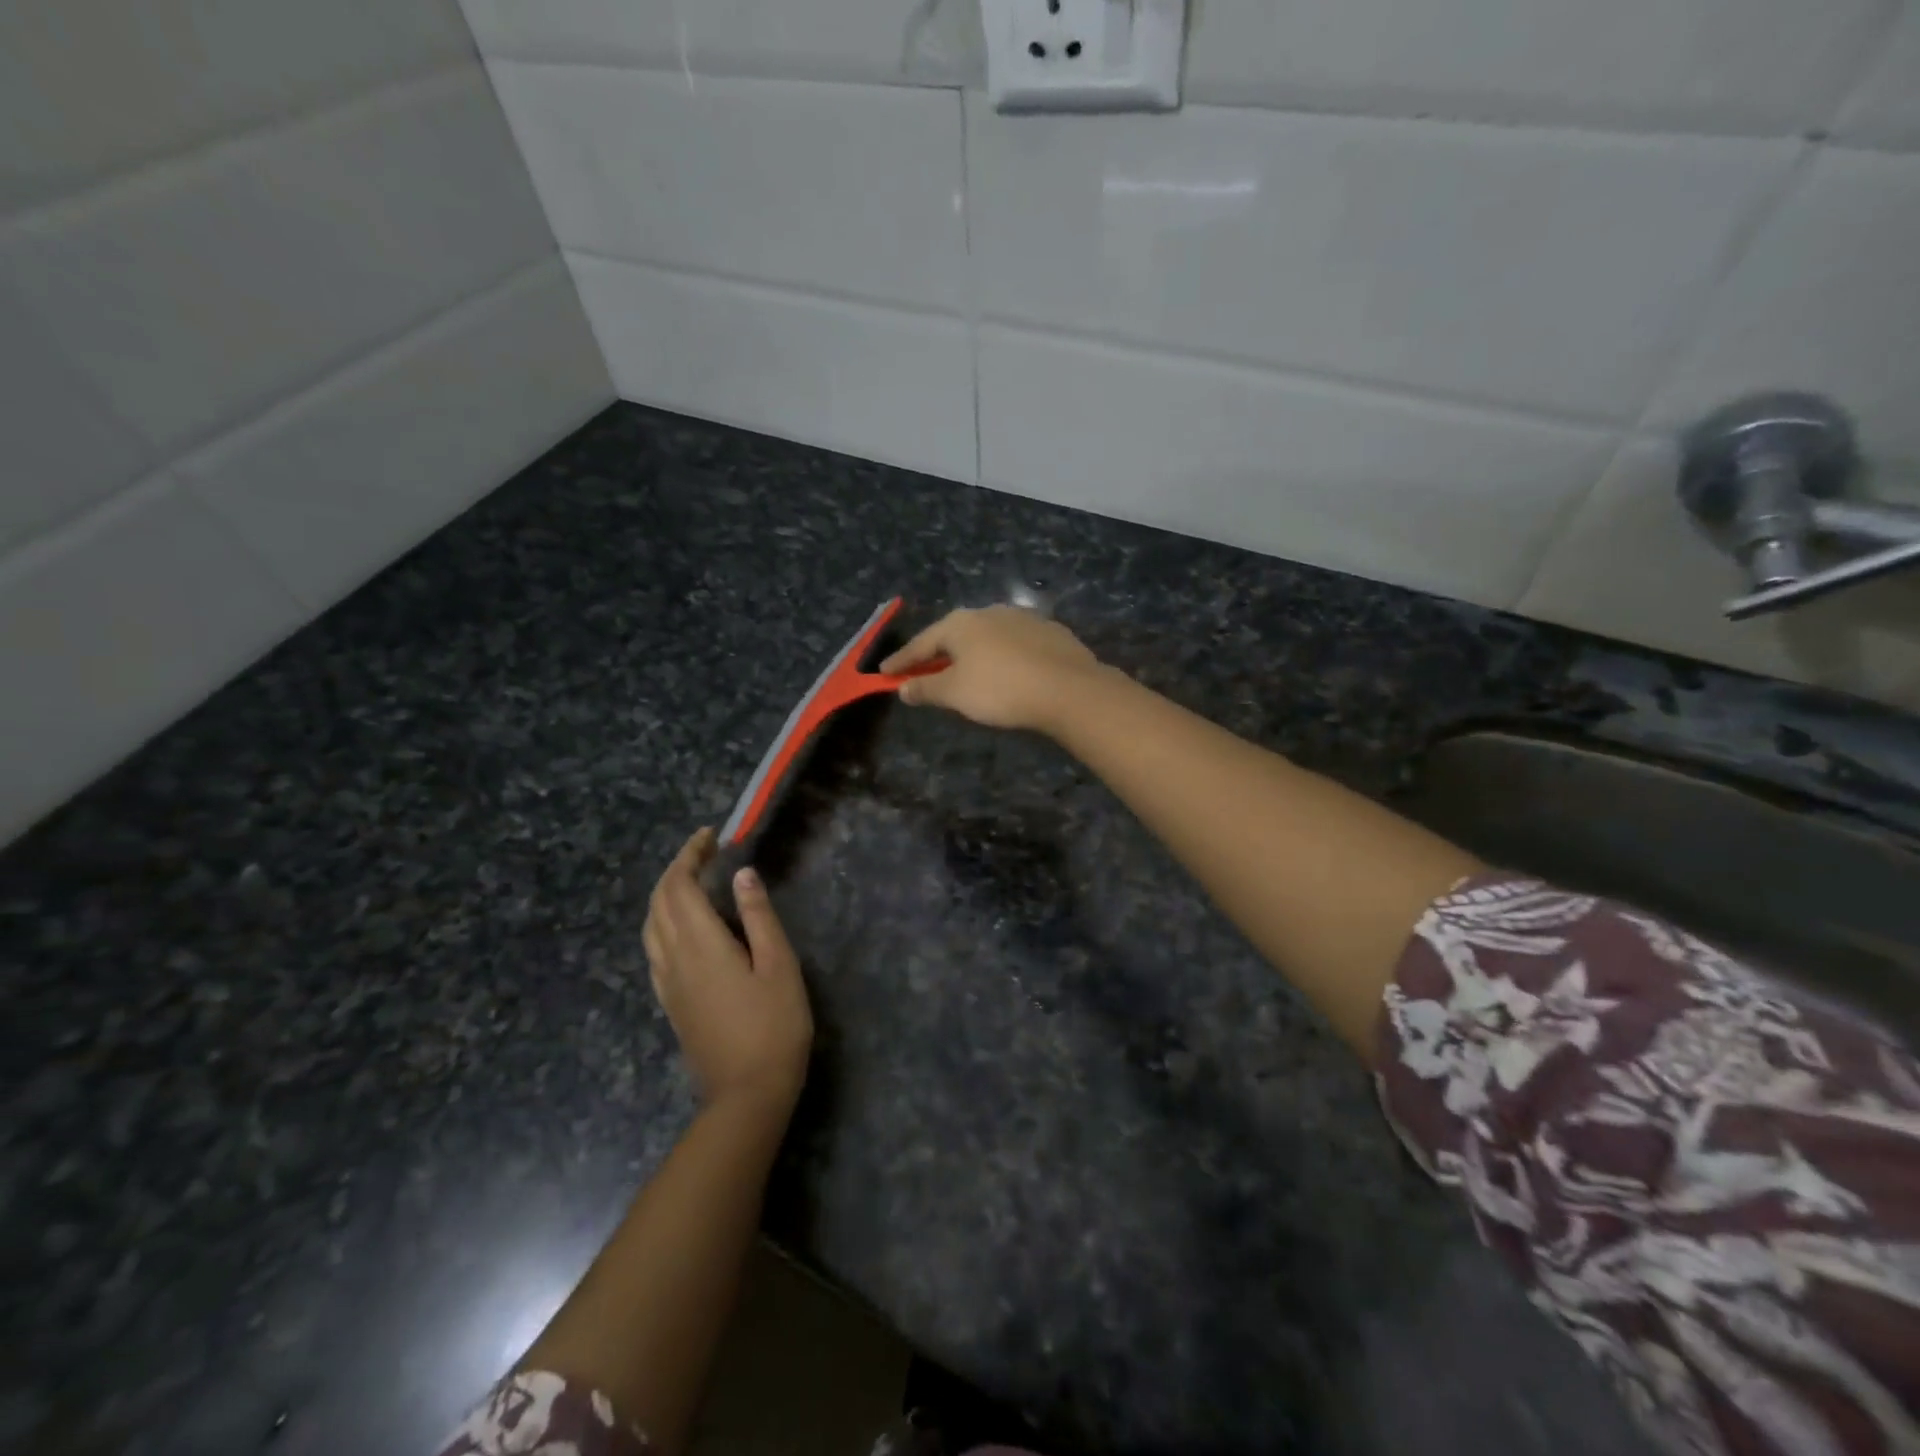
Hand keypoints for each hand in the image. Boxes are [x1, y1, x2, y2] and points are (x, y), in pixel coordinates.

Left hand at [643, 829, 813, 1112]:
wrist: (747, 1094)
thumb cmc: (774, 1026)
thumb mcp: (779, 965)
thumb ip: (758, 916)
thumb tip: (741, 874)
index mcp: (700, 944)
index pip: (679, 886)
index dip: (689, 856)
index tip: (710, 837)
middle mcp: (673, 958)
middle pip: (658, 902)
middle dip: (676, 869)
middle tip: (705, 852)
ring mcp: (667, 982)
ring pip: (650, 925)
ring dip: (665, 894)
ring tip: (693, 880)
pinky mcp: (670, 1001)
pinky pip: (654, 948)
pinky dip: (662, 921)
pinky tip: (683, 926)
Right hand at [880, 605, 1104, 734]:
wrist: (1068, 688)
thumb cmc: (1001, 689)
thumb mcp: (955, 693)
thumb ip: (926, 688)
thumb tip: (903, 688)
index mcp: (960, 623)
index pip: (921, 643)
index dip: (901, 661)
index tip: (884, 673)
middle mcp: (988, 612)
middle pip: (953, 636)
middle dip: (936, 655)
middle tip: (922, 671)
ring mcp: (1021, 618)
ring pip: (985, 637)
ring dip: (970, 654)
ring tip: (964, 672)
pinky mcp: (1048, 631)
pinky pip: (1012, 644)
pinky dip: (1000, 656)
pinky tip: (1004, 671)